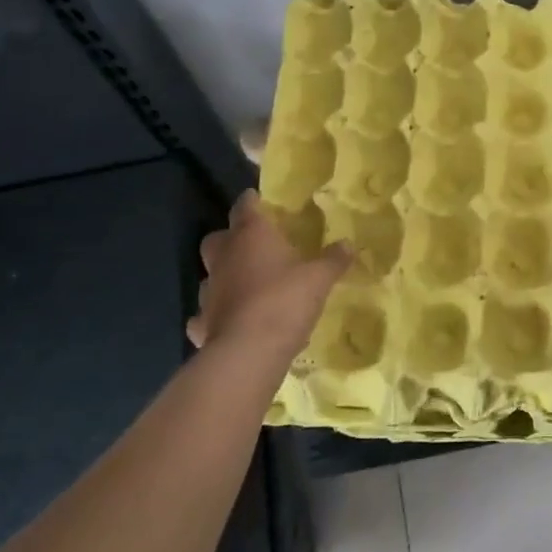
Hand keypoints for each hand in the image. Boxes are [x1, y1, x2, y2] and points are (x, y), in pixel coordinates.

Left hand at [187, 192, 351, 374]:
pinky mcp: (202, 324)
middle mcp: (225, 257)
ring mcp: (210, 291)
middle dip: (230, 238)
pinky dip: (215, 315)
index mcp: (251, 236)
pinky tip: (230, 320)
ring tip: (246, 285)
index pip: (245, 206)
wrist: (248, 353)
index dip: (252, 201)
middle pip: (217, 238)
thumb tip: (349, 244)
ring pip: (211, 275)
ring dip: (224, 276)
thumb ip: (333, 259)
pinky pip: (205, 314)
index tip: (259, 199)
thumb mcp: (319, 277)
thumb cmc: (285, 300)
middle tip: (252, 244)